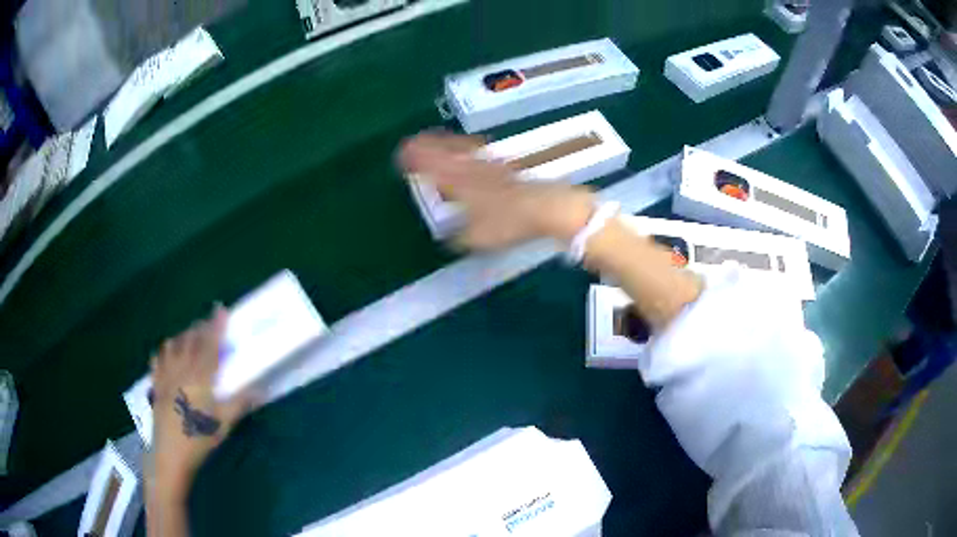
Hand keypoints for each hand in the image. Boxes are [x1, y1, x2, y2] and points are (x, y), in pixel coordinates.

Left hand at [149, 307, 257, 496]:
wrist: (170, 454)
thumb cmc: (199, 439)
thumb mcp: (223, 424)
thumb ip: (239, 404)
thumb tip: (259, 391)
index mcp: (199, 377)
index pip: (209, 344)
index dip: (215, 325)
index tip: (221, 309)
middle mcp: (181, 370)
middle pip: (190, 340)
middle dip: (200, 328)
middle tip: (209, 325)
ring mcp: (165, 376)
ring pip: (172, 345)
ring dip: (182, 336)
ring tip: (190, 337)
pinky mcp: (156, 385)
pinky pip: (157, 360)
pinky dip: (164, 351)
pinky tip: (167, 353)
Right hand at [399, 131, 596, 248]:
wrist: (544, 206)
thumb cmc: (508, 223)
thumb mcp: (477, 238)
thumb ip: (460, 237)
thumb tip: (450, 238)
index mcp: (458, 184)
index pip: (431, 168)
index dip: (416, 161)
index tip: (401, 155)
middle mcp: (469, 170)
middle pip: (443, 154)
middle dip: (426, 147)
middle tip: (411, 141)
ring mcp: (488, 165)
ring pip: (460, 149)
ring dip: (444, 143)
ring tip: (433, 138)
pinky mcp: (504, 167)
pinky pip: (478, 152)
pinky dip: (466, 146)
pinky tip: (469, 146)